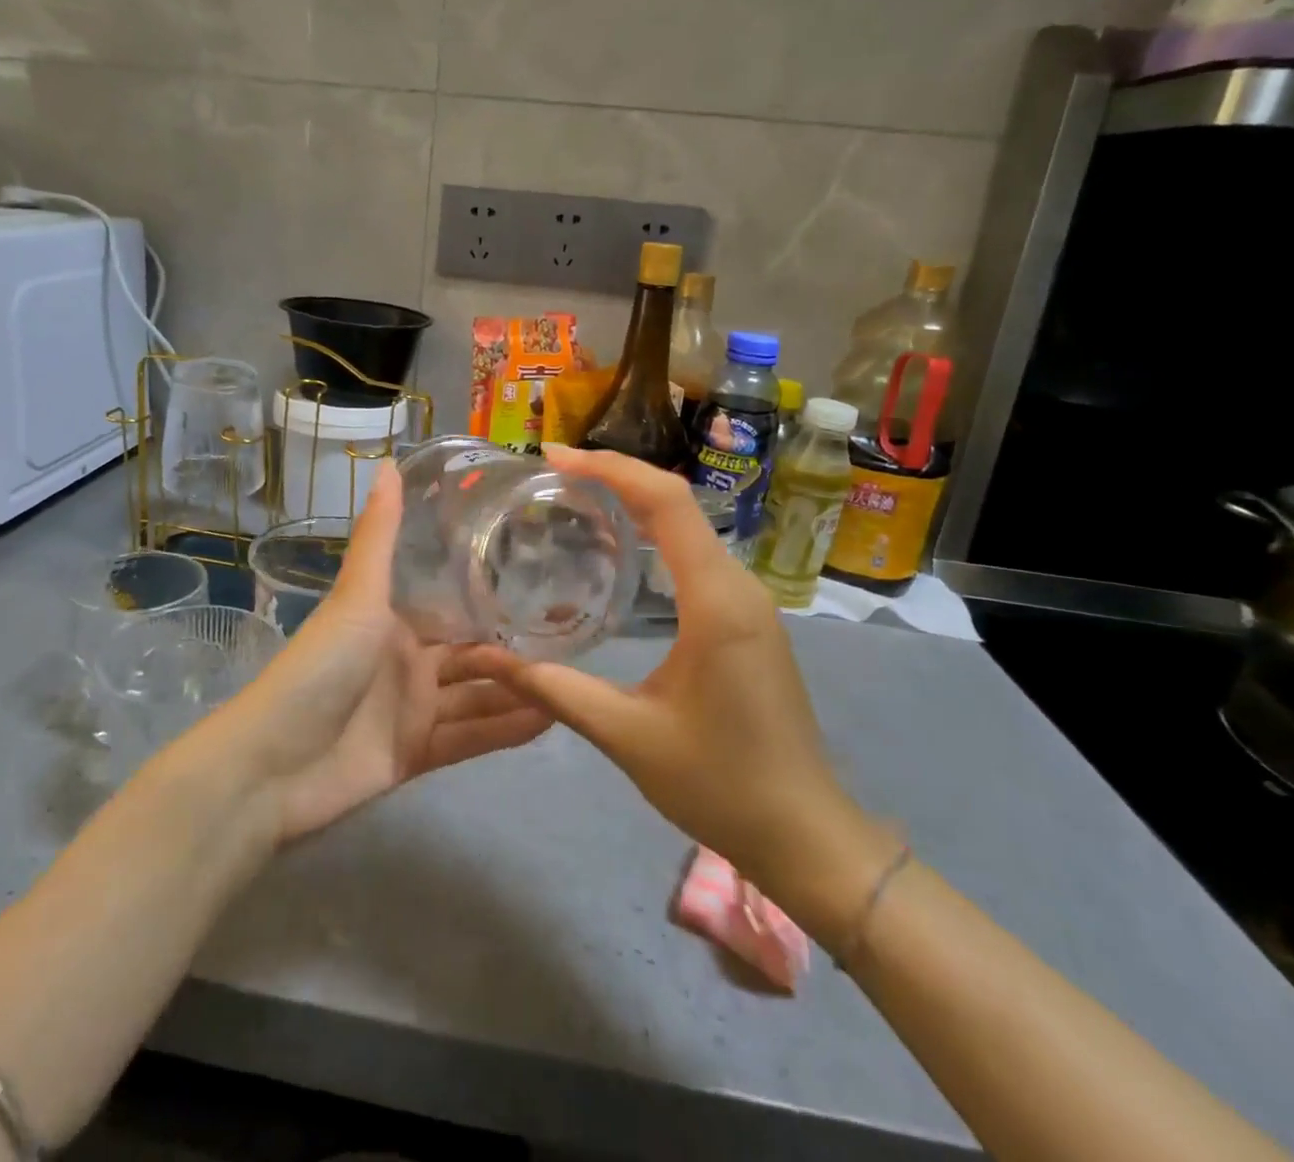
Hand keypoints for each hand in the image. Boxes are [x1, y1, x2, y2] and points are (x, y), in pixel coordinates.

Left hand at [206, 462, 551, 843]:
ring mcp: (412, 711)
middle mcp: (407, 663)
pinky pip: (470, 739)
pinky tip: (551, 721)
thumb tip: (389, 461)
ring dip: (521, 692)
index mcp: (393, 623)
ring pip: (478, 698)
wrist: (272, 766)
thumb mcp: (356, 596)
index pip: (454, 607)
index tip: (547, 582)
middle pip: (473, 656)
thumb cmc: (320, 668)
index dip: (493, 597)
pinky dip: (506, 731)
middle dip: (517, 650)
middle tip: (577, 638)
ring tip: (577, 680)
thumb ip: (381, 535)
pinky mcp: (416, 755)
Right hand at [489, 446, 893, 944]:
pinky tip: (617, 547)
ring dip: (634, 501)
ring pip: (688, 525)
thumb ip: (554, 689)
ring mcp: (748, 601)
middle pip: (676, 502)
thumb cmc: (721, 784)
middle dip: (614, 476)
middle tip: (551, 473)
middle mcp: (738, 586)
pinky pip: (695, 554)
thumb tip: (487, 658)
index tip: (554, 457)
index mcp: (716, 601)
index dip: (610, 468)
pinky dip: (653, 533)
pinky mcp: (746, 619)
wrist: (806, 835)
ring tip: (573, 496)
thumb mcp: (626, 735)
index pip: (666, 503)